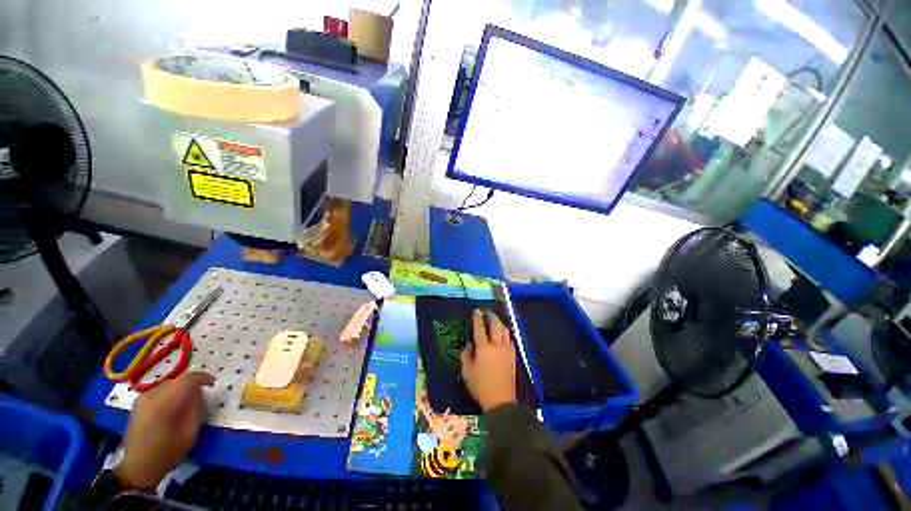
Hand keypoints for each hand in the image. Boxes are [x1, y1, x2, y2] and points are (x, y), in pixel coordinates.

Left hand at [114, 371, 214, 488]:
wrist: (138, 467)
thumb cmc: (168, 452)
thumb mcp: (190, 432)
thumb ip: (195, 408)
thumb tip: (198, 392)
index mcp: (166, 402)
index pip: (188, 378)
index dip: (203, 377)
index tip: (212, 383)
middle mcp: (152, 396)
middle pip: (178, 380)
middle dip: (191, 384)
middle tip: (201, 396)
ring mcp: (142, 399)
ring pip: (168, 384)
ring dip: (180, 389)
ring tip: (186, 402)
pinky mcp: (137, 404)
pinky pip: (159, 391)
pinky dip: (170, 394)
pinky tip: (172, 407)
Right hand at [460, 309, 516, 411]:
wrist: (500, 400)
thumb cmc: (480, 386)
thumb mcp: (467, 372)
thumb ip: (466, 355)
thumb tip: (469, 344)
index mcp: (483, 348)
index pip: (480, 329)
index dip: (478, 319)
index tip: (477, 311)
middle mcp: (496, 346)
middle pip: (495, 326)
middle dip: (492, 317)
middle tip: (488, 312)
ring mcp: (506, 350)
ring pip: (505, 331)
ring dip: (500, 323)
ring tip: (496, 321)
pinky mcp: (512, 356)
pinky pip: (510, 340)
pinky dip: (506, 334)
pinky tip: (503, 335)